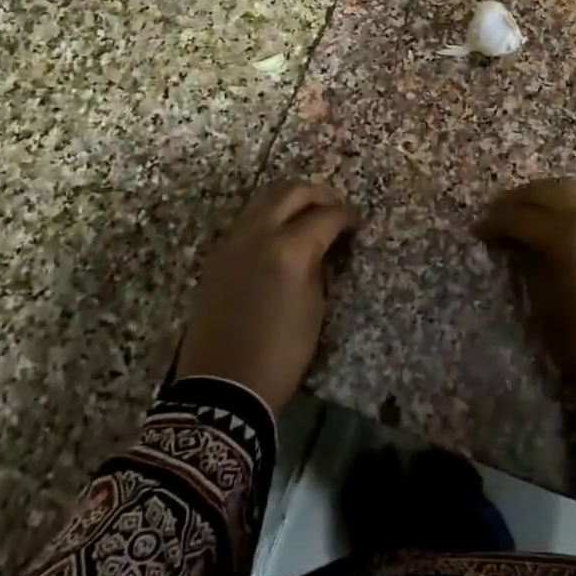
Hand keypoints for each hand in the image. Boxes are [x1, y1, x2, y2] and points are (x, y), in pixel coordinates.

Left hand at [177, 180, 357, 409]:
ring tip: (308, 215)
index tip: (357, 224)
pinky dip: (268, 214)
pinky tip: (280, 233)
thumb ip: (318, 265)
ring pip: (264, 197)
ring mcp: (232, 240)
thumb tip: (322, 244)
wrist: (224, 384)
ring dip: (291, 199)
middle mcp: (257, 234)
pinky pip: (247, 217)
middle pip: (292, 191)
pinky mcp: (218, 253)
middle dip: (319, 195)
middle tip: (336, 210)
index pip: (326, 215)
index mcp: (288, 250)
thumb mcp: (314, 307)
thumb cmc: (280, 352)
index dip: (347, 216)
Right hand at [475, 179, 575, 399]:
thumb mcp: (545, 305)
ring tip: (520, 215)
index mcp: (569, 238)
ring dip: (540, 197)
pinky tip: (549, 224)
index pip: (521, 217)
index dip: (495, 222)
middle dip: (515, 200)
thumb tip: (512, 244)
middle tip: (494, 216)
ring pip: (569, 192)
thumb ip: (526, 264)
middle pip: (545, 192)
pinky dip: (562, 206)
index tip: (477, 230)